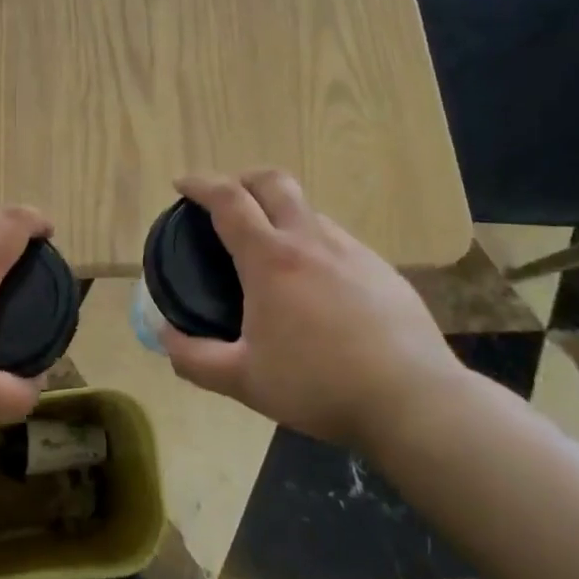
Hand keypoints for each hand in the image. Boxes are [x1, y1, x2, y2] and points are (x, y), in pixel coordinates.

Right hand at [159, 170, 463, 447]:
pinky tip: (316, 286)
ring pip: (308, 211)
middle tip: (227, 199)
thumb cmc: (319, 386)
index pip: (229, 200)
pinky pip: (337, 241)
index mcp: (271, 259)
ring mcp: (353, 251)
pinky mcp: (382, 270)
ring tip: (270, 251)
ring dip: (280, 213)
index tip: (182, 184)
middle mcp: (311, 241)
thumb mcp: (244, 381)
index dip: (201, 184)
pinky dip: (312, 244)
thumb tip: (164, 336)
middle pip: (274, 182)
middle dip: (243, 178)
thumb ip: (195, 358)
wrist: (414, 400)